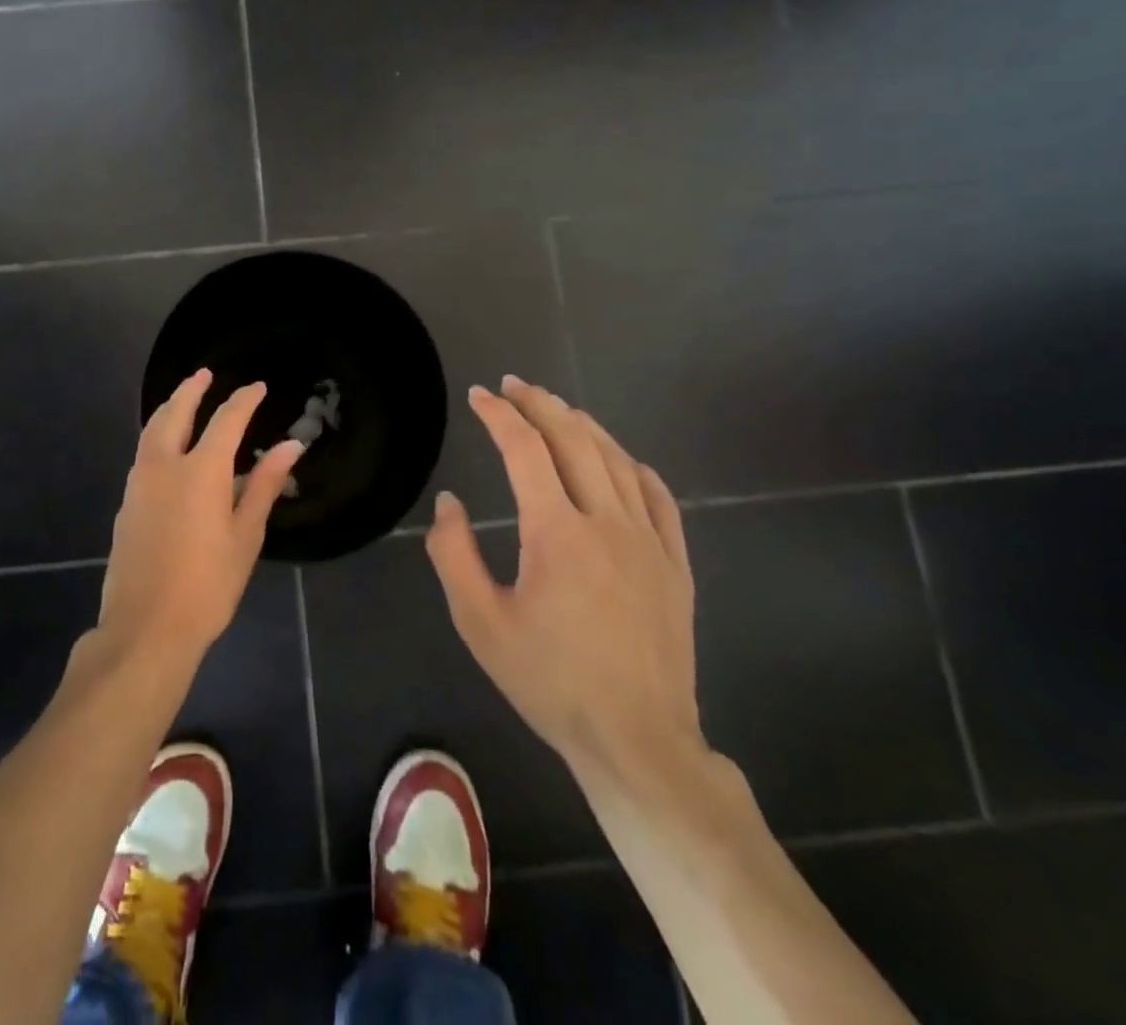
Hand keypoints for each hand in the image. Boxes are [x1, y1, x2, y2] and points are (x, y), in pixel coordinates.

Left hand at [99, 370, 302, 671]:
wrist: (146, 627)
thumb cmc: (208, 585)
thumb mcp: (246, 535)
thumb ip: (265, 485)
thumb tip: (291, 446)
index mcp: (201, 471)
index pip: (226, 420)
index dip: (244, 400)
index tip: (258, 387)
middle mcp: (164, 466)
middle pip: (175, 413)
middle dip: (191, 389)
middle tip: (205, 374)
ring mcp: (139, 484)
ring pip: (152, 431)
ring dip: (169, 409)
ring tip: (183, 401)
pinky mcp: (126, 504)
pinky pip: (143, 455)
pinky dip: (157, 437)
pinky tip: (167, 449)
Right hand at [425, 375, 704, 789]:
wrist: (635, 740)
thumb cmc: (549, 681)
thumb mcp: (479, 622)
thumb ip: (454, 554)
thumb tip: (450, 502)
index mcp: (556, 532)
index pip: (525, 450)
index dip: (499, 414)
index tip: (478, 395)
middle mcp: (607, 522)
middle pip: (574, 440)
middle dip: (540, 404)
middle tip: (514, 385)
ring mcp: (649, 541)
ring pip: (617, 460)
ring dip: (583, 425)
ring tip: (556, 410)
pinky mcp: (675, 564)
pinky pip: (658, 496)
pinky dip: (632, 465)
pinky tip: (619, 459)